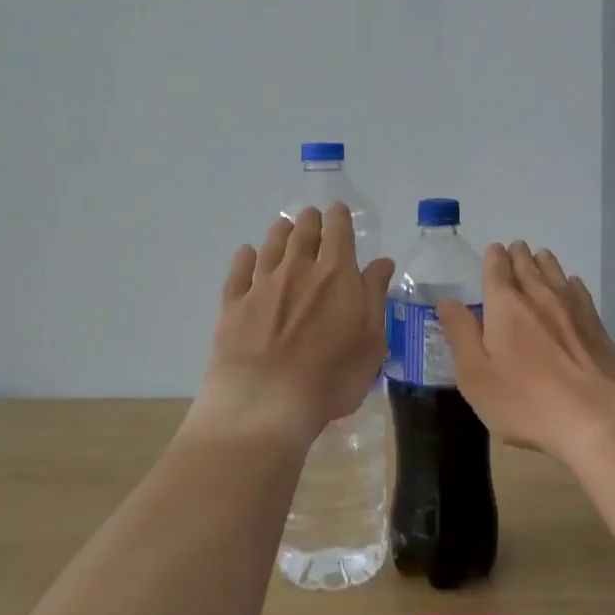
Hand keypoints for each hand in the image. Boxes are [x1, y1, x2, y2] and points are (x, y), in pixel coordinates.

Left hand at [199, 205, 395, 449]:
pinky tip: (246, 253)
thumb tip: (382, 262)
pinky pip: (239, 272)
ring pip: (271, 247)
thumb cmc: (331, 377)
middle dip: (309, 221)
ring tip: (283, 225)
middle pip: (302, 234)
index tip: (338, 211)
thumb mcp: (371, 341)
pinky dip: (244, 257)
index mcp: (336, 275)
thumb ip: (375, 297)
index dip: (339, 218)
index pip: (338, 233)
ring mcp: (262, 286)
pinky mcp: (233, 305)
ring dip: (279, 233)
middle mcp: (297, 270)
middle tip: (311, 215)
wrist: (265, 403)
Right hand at [436, 241, 614, 461]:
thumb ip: (461, 335)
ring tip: (541, 257)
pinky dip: (571, 284)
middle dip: (519, 256)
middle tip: (516, 248)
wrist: (597, 417)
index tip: (494, 250)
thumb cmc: (525, 401)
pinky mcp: (597, 327)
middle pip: (528, 267)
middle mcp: (539, 297)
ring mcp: (572, 310)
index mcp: (505, 306)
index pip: (497, 270)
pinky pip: (580, 293)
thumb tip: (447, 302)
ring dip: (545, 263)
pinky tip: (572, 285)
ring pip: (556, 274)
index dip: (494, 258)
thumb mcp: (476, 376)